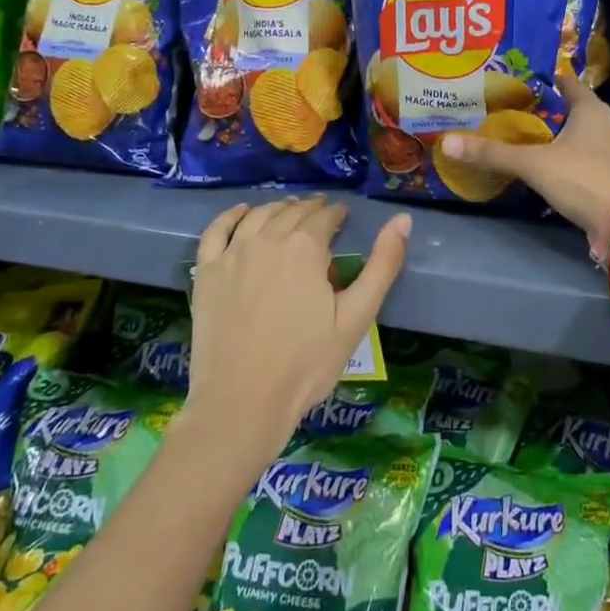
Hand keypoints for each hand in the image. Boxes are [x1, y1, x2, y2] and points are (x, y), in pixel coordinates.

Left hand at [182, 197, 410, 463]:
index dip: (338, 214)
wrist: (241, 403)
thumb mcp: (356, 317)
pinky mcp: (206, 272)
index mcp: (306, 247)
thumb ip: (383, 265)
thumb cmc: (306, 364)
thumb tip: (403, 219)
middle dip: (311, 209)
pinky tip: (243, 212)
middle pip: (293, 212)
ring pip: (259, 215)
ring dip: (279, 207)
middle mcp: (267, 238)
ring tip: (290, 210)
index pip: (325, 216)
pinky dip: (231, 215)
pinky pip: (216, 230)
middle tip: (322, 215)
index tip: (344, 218)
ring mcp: (232, 254)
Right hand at [441, 73, 609, 236]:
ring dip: (560, 137)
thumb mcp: (533, 163)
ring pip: (582, 138)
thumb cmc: (582, 177)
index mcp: (592, 111)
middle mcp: (607, 127)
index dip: (550, 79)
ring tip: (529, 139)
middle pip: (576, 111)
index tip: (526, 78)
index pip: (570, 84)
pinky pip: (586, 162)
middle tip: (518, 109)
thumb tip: (447, 142)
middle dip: (551, 110)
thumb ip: (493, 154)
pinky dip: (568, 161)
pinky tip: (549, 170)